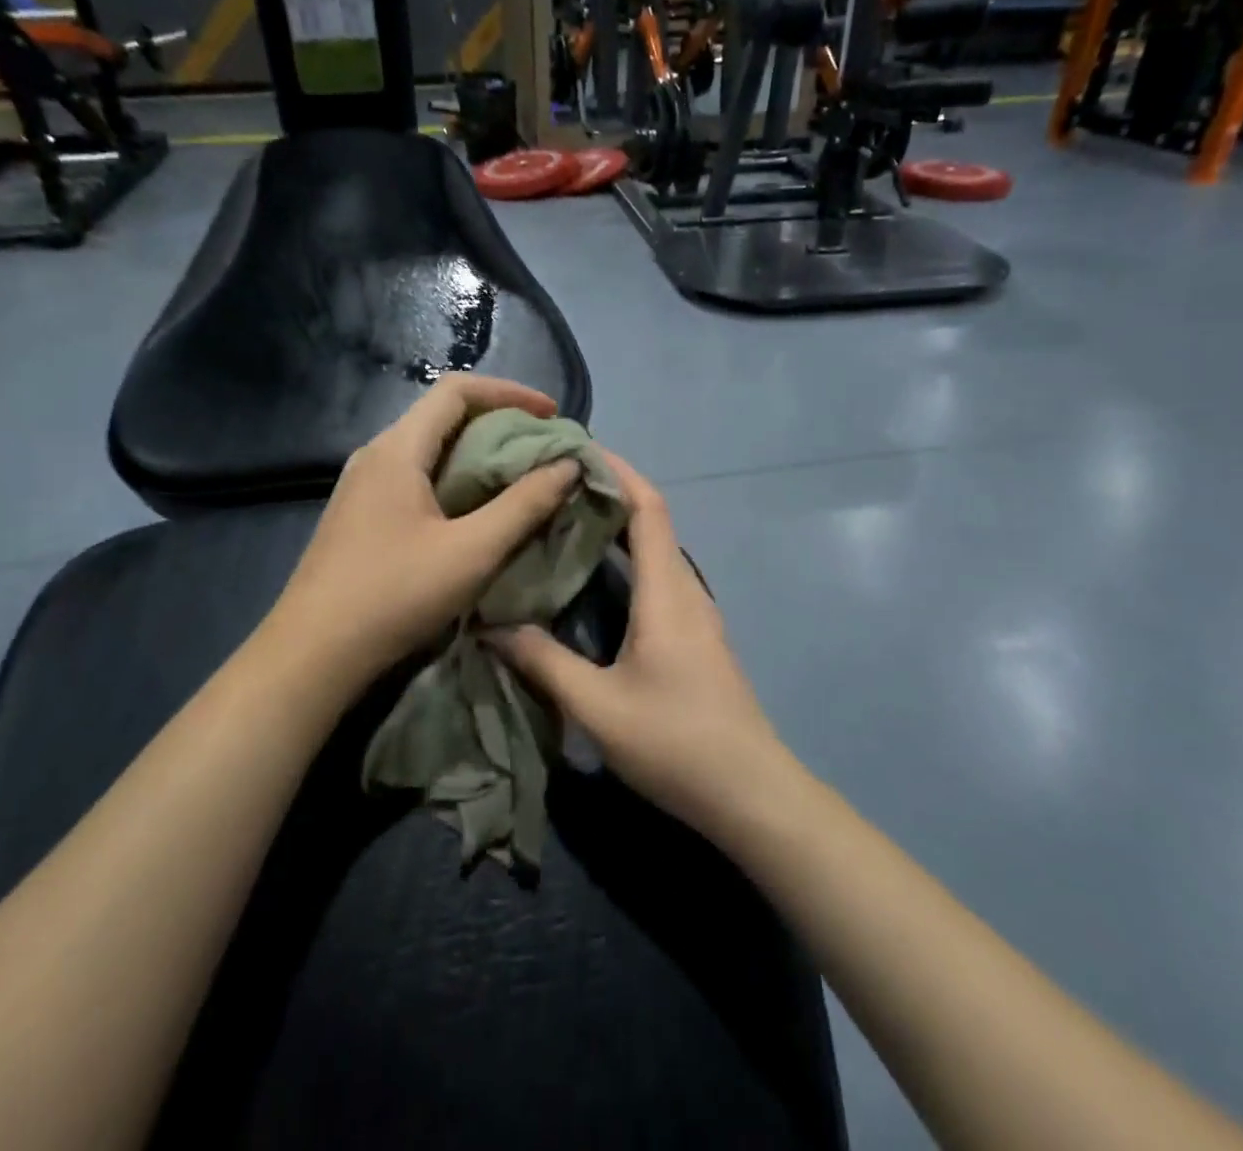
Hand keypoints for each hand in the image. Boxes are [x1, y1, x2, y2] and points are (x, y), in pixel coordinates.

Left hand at [264, 375, 582, 695]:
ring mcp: (363, 486)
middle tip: (544, 450)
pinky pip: (417, 477)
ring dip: (479, 454)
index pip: (457, 390)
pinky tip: (477, 512)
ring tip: (521, 478)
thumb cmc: (393, 595)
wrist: (311, 654)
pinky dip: (457, 479)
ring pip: (431, 449)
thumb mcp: (472, 552)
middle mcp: (377, 455)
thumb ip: (525, 505)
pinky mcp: (362, 515)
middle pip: (444, 416)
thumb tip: (569, 465)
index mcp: (398, 449)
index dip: (510, 392)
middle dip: (500, 424)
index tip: (552, 415)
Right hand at [488, 454, 786, 838]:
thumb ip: (543, 662)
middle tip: (554, 486)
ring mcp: (697, 616)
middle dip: (609, 494)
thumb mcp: (598, 707)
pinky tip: (594, 583)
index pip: (648, 508)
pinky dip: (628, 562)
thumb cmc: (677, 742)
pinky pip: (660, 580)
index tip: (579, 448)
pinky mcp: (697, 639)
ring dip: (618, 529)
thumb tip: (490, 626)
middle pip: (652, 522)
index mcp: (667, 593)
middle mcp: (686, 592)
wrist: (752, 794)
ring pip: (656, 552)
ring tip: (565, 524)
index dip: (619, 471)